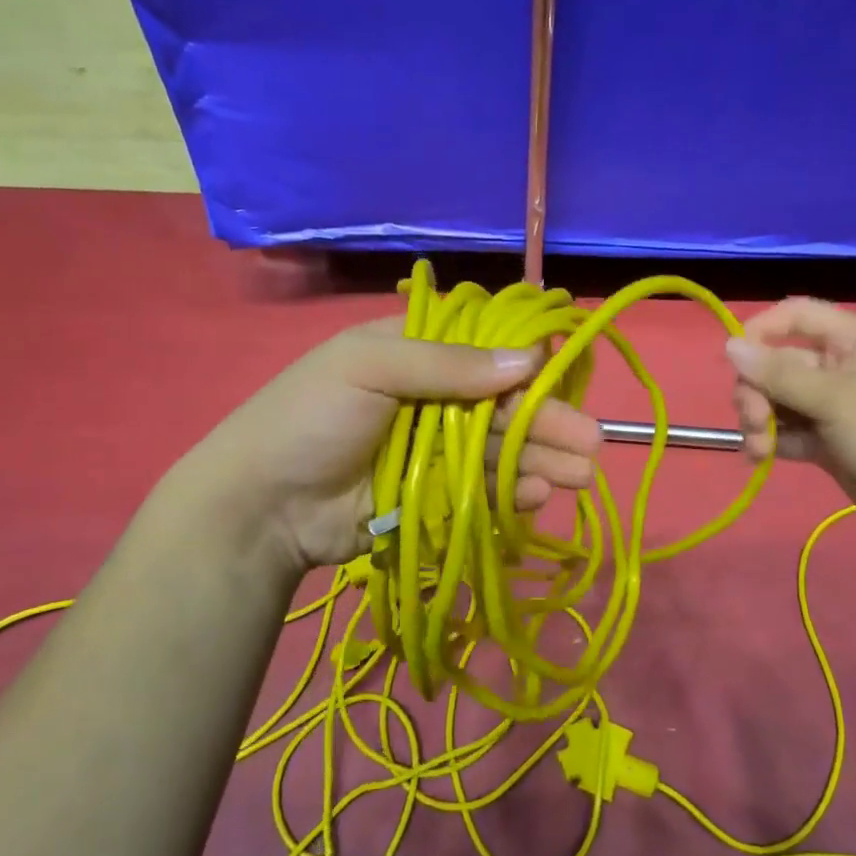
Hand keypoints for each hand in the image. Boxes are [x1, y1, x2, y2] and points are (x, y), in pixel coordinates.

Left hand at [169, 317, 601, 569]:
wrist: (262, 505)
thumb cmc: (310, 418)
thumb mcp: (369, 367)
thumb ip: (448, 364)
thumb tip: (529, 357)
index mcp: (416, 352)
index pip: (486, 349)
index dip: (528, 364)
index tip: (565, 379)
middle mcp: (434, 396)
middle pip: (503, 405)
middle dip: (548, 423)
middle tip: (592, 444)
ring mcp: (436, 449)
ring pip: (501, 449)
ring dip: (541, 460)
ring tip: (580, 477)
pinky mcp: (435, 495)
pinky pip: (483, 488)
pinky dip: (511, 492)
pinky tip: (537, 496)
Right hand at [726, 298, 855, 546]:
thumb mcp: (836, 399)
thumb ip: (779, 374)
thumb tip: (729, 345)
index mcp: (854, 340)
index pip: (796, 316)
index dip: (761, 331)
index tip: (734, 359)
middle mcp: (841, 367)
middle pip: (779, 363)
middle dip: (757, 391)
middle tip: (753, 420)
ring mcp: (834, 406)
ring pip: (778, 400)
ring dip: (760, 420)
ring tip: (759, 447)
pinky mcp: (828, 441)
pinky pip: (788, 431)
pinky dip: (771, 441)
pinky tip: (761, 457)